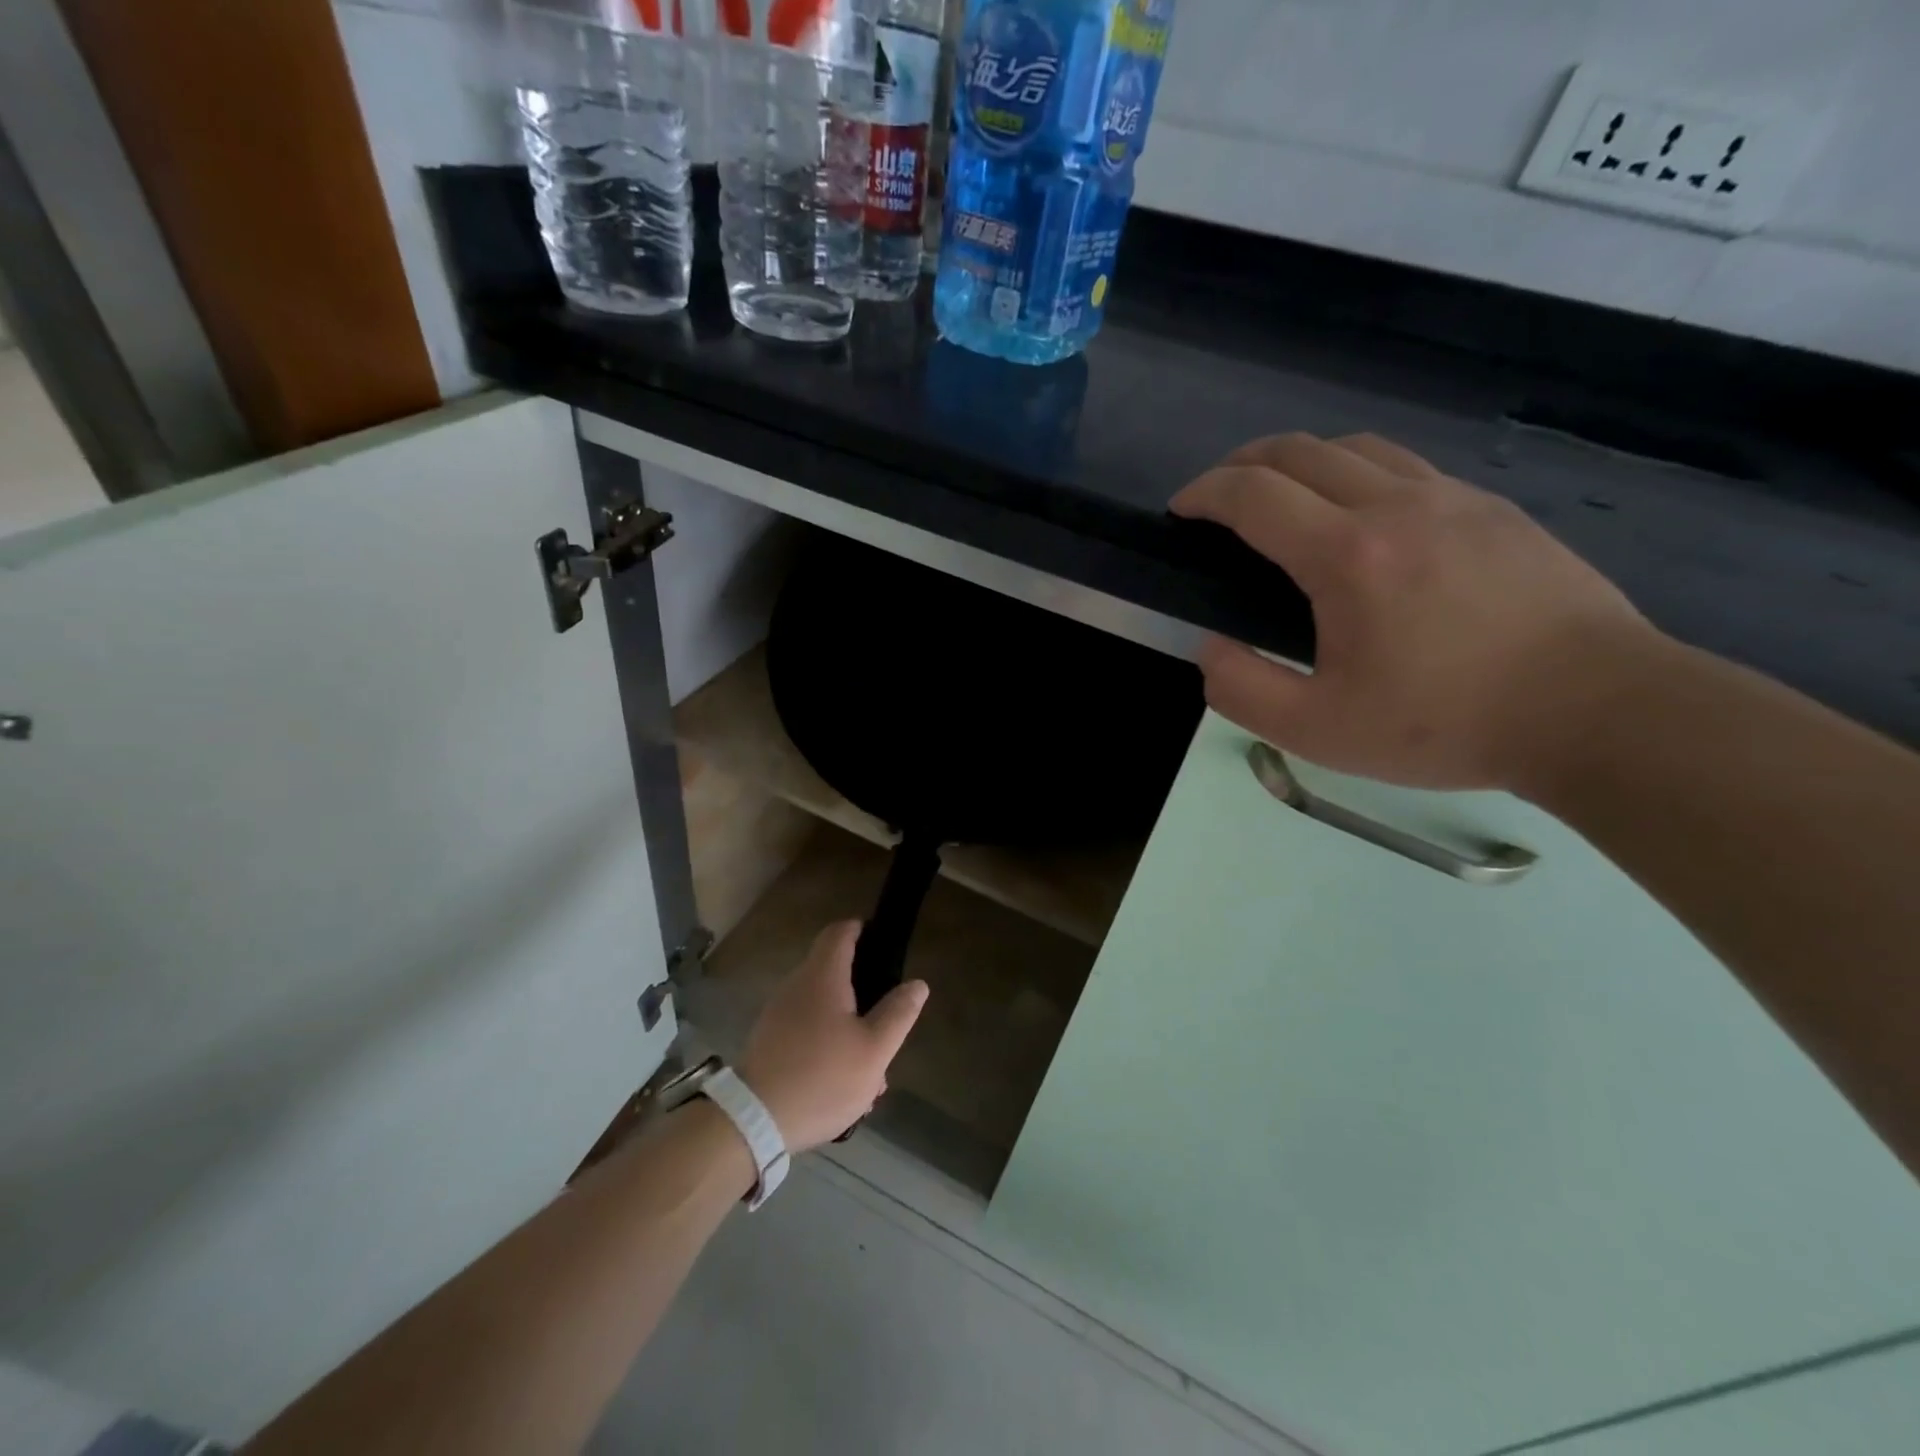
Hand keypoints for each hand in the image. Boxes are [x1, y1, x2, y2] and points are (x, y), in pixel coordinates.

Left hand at [737, 922, 929, 1152]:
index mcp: (822, 976)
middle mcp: (796, 985)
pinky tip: (843, 1080)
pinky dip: (828, 1041)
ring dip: (848, 1024)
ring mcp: (778, 1013)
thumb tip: (917, 984)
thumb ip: (898, 1014)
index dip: (862, 930)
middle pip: (833, 970)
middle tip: (887, 1019)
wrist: (752, 1122)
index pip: (840, 932)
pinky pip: (806, 1028)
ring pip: (823, 1006)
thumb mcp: (874, 1050)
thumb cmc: (821, 1077)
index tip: (883, 944)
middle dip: (863, 991)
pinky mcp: (769, 1041)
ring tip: (871, 1066)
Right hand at [1172, 432, 1664, 793]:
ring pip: (1356, 446)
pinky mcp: (1493, 509)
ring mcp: (1452, 499)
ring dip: (1300, 460)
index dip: (1204, 494)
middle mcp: (1396, 506)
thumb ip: (1242, 690)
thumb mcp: (1318, 732)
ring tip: (1281, 496)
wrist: (1597, 711)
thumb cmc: (1446, 725)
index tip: (1180, 512)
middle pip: (1300, 450)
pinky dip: (1357, 472)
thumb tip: (1210, 649)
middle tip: (1217, 498)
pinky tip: (1360, 514)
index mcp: (1347, 556)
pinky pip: (1406, 466)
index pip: (1253, 495)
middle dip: (1242, 464)